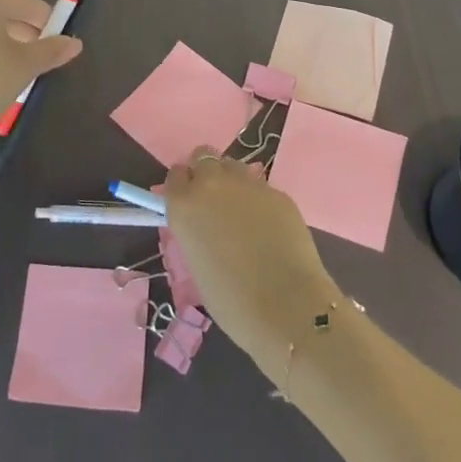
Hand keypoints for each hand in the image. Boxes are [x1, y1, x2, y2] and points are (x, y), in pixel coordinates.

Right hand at [163, 151, 341, 388]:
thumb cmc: (230, 299)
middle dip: (206, 173)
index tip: (189, 202)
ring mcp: (248, 184)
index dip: (182, 186)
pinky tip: (268, 227)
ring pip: (233, 166)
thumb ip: (195, 230)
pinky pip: (261, 187)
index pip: (175, 175)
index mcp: (184, 204)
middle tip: (214, 201)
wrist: (285, 305)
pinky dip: (259, 200)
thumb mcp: (196, 262)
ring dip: (232, 181)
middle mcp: (212, 184)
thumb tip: (204, 223)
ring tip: (242, 212)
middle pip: (203, 157)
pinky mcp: (277, 192)